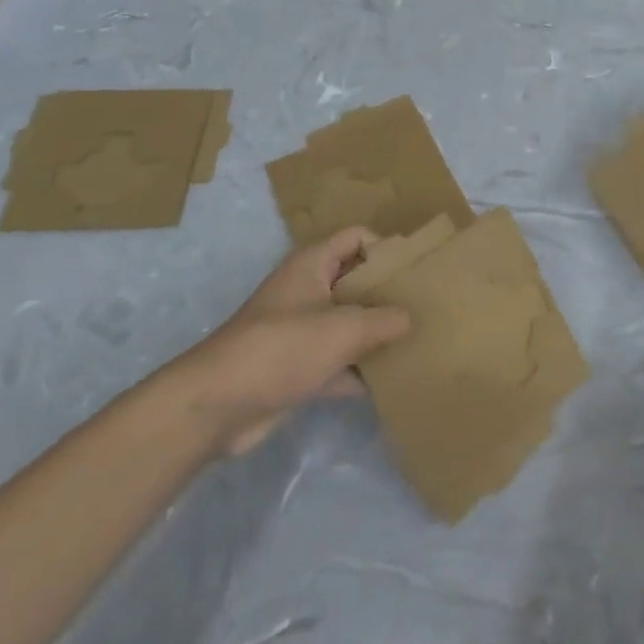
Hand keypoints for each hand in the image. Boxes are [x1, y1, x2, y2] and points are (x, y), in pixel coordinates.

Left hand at [167, 228, 410, 457]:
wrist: (216, 406)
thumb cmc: (282, 348)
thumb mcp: (343, 328)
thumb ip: (384, 320)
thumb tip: (410, 317)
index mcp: (312, 265)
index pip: (357, 238)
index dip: (387, 248)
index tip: (417, 271)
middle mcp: (307, 291)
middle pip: (355, 281)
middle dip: (388, 294)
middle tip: (427, 307)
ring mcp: (300, 331)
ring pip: (348, 323)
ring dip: (376, 334)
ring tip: (418, 341)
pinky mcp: (296, 368)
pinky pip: (337, 361)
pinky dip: (359, 370)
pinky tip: (392, 381)